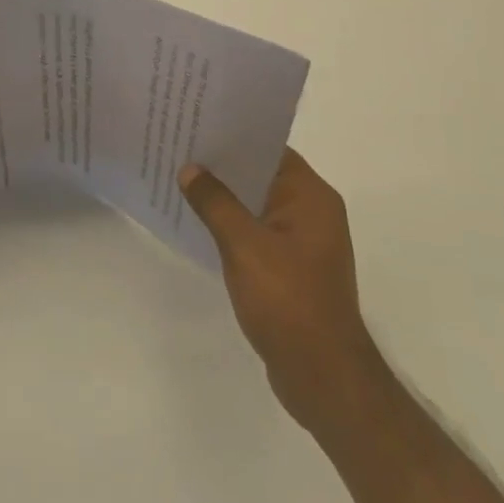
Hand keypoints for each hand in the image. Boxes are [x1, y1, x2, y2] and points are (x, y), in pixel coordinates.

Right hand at [179, 149, 389, 442]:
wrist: (324, 379)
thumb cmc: (288, 302)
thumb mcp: (244, 246)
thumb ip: (215, 202)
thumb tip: (190, 169)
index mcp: (311, 197)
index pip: (269, 148)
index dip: (234, 135)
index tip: (196, 123)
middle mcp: (312, 211)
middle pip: (261, 174)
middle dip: (223, 165)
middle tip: (179, 146)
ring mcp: (304, 242)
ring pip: (256, 203)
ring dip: (225, 196)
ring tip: (180, 178)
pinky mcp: (292, 268)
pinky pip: (257, 231)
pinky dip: (232, 224)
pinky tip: (198, 222)